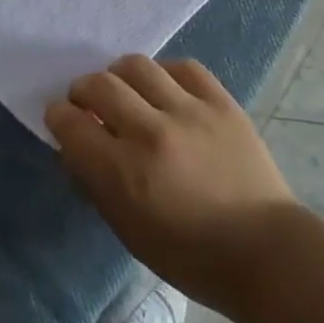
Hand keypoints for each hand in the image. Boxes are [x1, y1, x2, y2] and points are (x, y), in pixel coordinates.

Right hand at [47, 56, 302, 316]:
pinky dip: (164, 74)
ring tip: (125, 91)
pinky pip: (182, 67)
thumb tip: (75, 146)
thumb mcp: (129, 231)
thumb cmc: (191, 256)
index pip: (72, 124)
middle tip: (86, 101)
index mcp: (124, 173)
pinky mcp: (220, 101)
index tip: (60, 117)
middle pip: (100, 85)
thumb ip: (96, 183)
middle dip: (83, 90)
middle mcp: (152, 132)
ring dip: (120, 75)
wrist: (265, 252)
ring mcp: (189, 111)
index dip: (58, 116)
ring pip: (137, 66)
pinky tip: (164, 90)